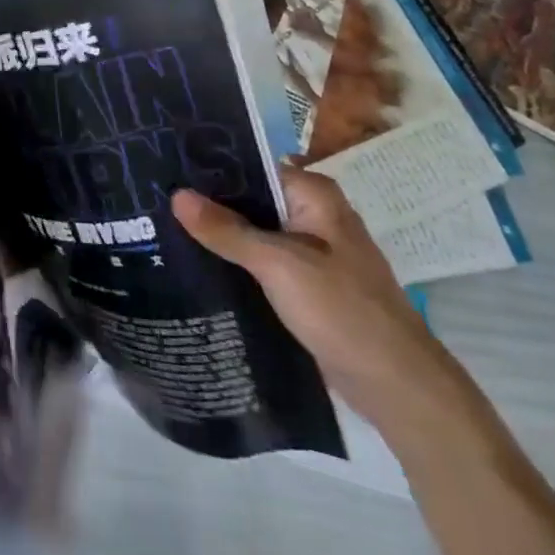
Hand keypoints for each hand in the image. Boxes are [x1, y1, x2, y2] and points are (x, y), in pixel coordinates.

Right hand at [172, 167, 462, 429]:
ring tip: (162, 227)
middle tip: (155, 199)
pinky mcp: (306, 285)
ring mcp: (311, 252)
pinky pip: (261, 261)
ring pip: (254, 231)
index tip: (165, 167)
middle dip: (208, 202)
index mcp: (314, 195)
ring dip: (219, 234)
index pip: (251, 165)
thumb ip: (227, 230)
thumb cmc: (343, 311)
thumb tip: (177, 195)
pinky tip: (196, 263)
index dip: (210, 167)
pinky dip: (235, 261)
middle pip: (250, 198)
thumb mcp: (279, 265)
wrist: (399, 388)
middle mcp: (313, 215)